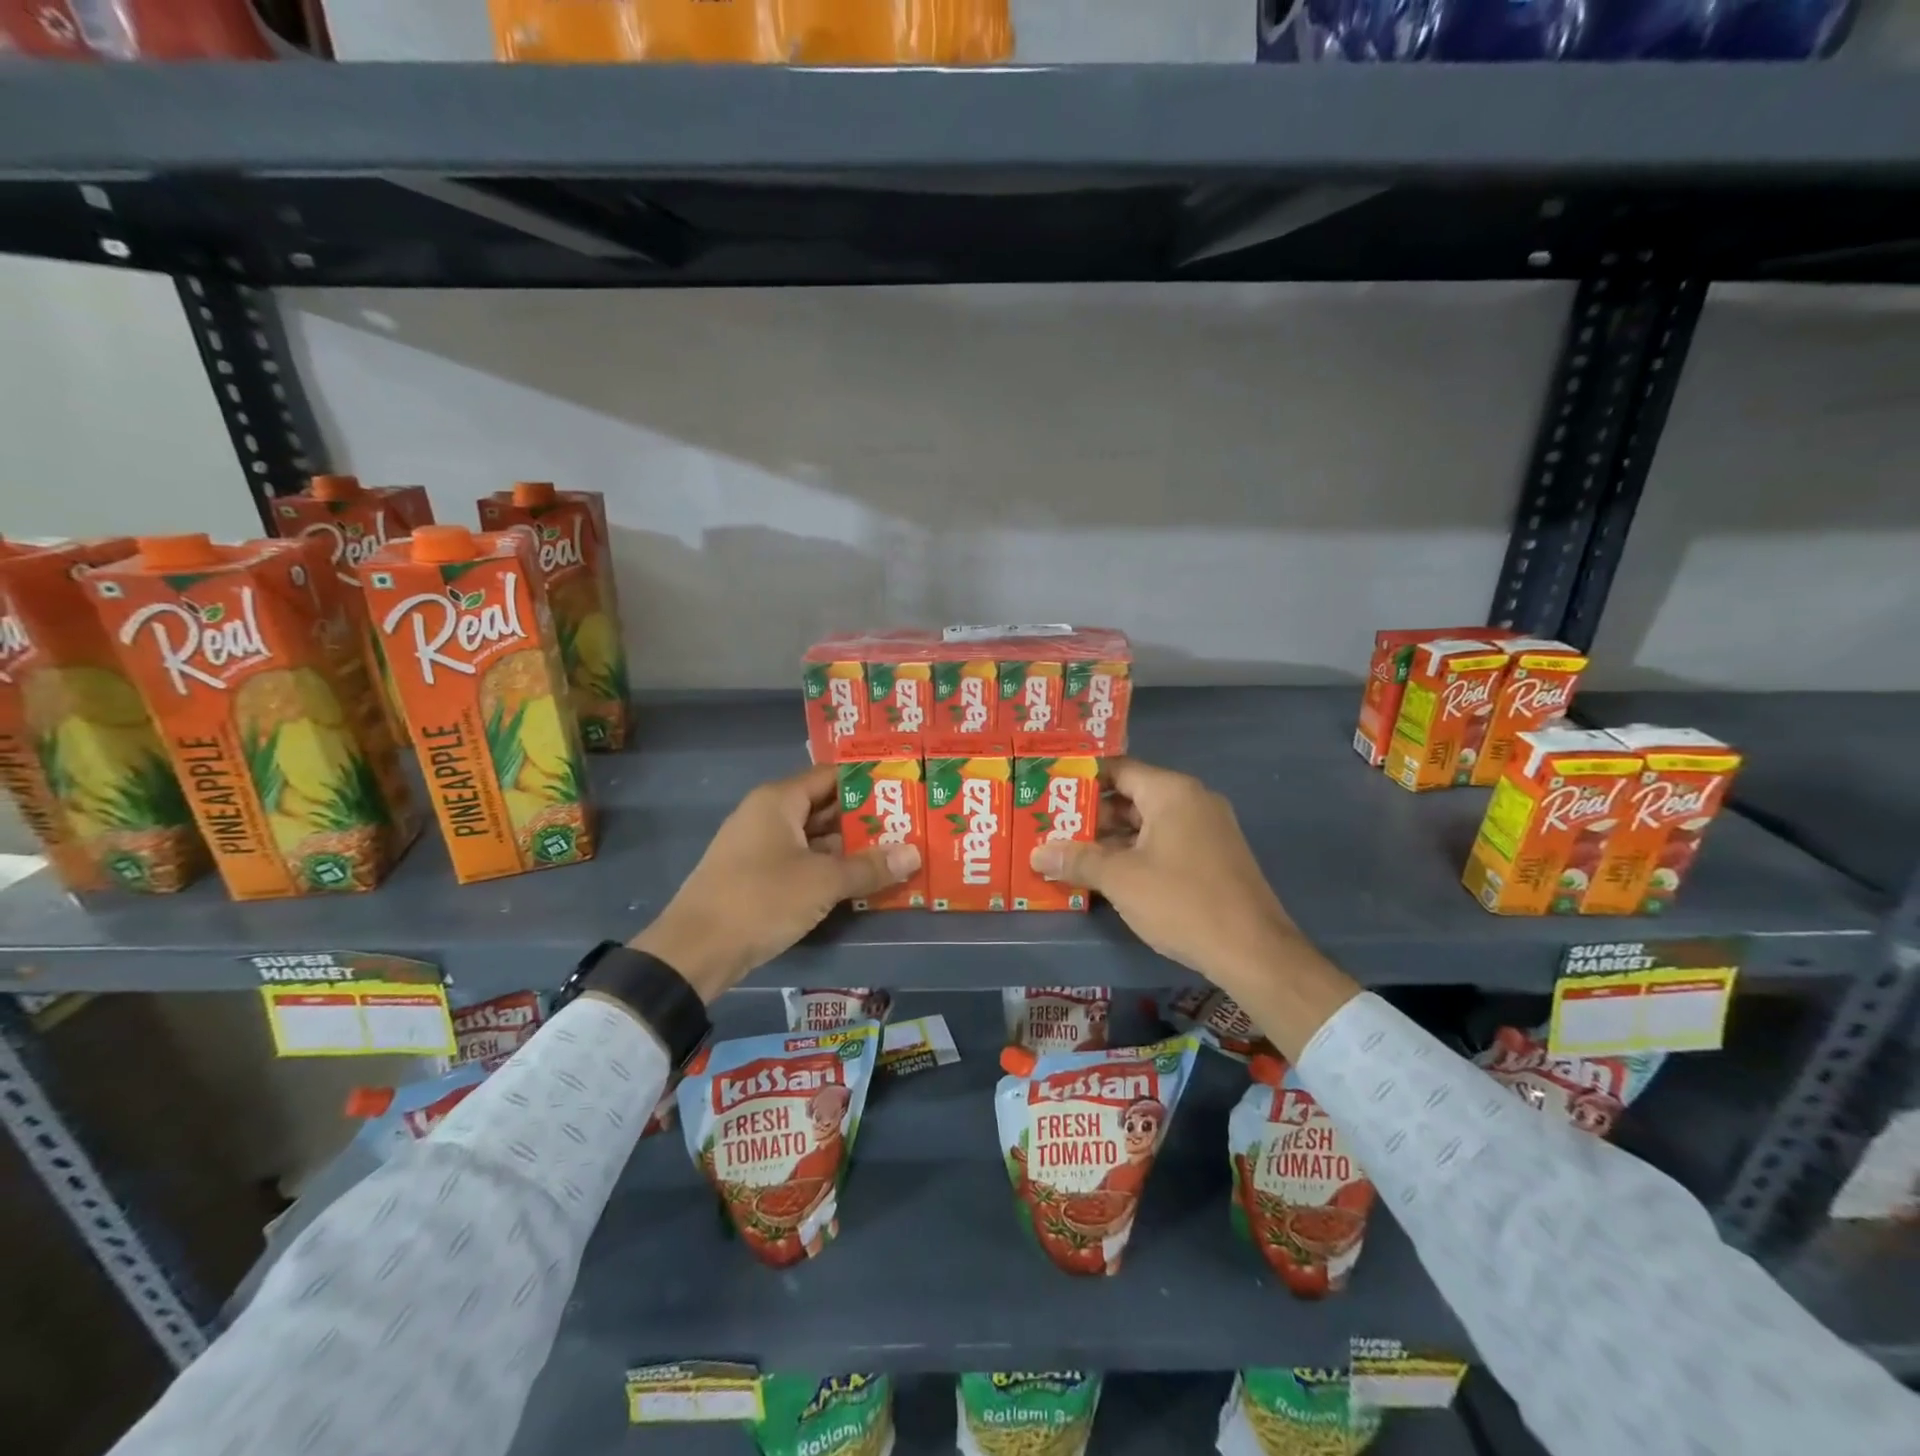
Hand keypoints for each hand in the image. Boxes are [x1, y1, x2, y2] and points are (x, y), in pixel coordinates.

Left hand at [628, 764, 920, 1001]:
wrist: (695, 951)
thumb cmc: (761, 899)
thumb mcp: (823, 882)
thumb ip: (869, 867)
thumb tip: (914, 854)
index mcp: (779, 801)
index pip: (831, 777)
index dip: (868, 782)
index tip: (904, 788)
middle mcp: (768, 816)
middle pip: (825, 808)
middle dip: (865, 819)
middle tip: (910, 825)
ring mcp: (761, 848)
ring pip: (815, 839)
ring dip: (850, 848)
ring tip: (896, 853)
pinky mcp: (758, 878)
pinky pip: (803, 863)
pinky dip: (830, 869)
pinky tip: (862, 882)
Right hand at [1028, 757, 1358, 1058]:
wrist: (1254, 951)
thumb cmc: (1182, 902)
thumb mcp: (1120, 879)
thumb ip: (1077, 860)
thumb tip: (1037, 853)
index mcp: (1171, 792)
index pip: (1117, 768)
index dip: (1080, 779)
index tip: (1049, 791)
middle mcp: (1192, 800)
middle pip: (1131, 795)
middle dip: (1091, 814)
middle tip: (1051, 827)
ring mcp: (1207, 829)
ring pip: (1147, 822)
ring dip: (1110, 838)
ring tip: (1070, 852)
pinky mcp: (1213, 856)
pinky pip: (1165, 842)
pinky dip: (1135, 852)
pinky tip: (1107, 874)